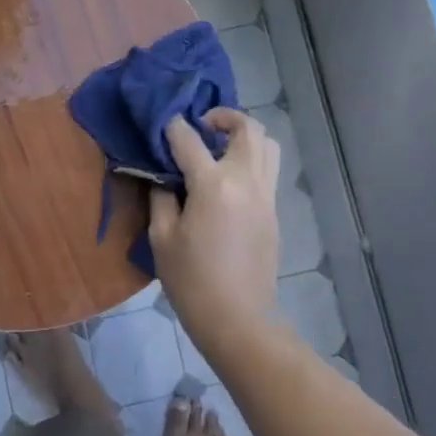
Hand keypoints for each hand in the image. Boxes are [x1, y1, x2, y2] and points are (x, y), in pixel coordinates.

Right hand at [148, 109, 281, 353]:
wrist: (238, 318)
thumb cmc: (191, 280)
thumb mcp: (162, 238)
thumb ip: (161, 197)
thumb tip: (163, 176)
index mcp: (214, 185)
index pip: (189, 139)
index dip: (172, 127)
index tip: (161, 123)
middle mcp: (246, 181)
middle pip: (247, 128)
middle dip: (223, 117)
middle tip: (201, 126)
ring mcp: (266, 195)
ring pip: (268, 144)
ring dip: (244, 135)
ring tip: (220, 146)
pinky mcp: (274, 211)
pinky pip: (268, 169)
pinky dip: (252, 158)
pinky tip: (229, 177)